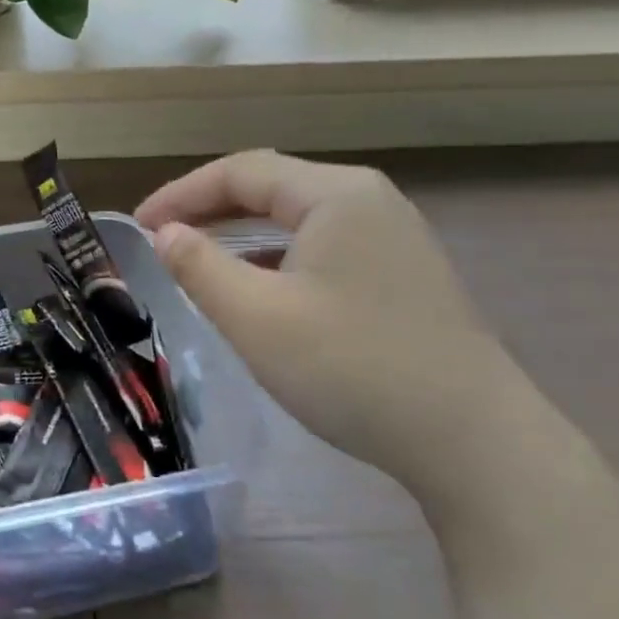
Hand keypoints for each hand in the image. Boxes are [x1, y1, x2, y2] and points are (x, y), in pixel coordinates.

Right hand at [137, 151, 553, 509]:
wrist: (478, 446)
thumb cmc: (354, 369)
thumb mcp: (256, 318)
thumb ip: (199, 267)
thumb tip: (165, 234)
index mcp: (335, 194)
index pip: (241, 172)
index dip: (182, 193)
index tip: (140, 224)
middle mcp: (369, 200)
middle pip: (272, 187)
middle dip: (210, 208)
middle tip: (163, 237)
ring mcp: (395, 237)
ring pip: (299, 219)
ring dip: (244, 233)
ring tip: (202, 258)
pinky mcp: (406, 274)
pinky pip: (326, 246)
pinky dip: (280, 256)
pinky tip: (264, 288)